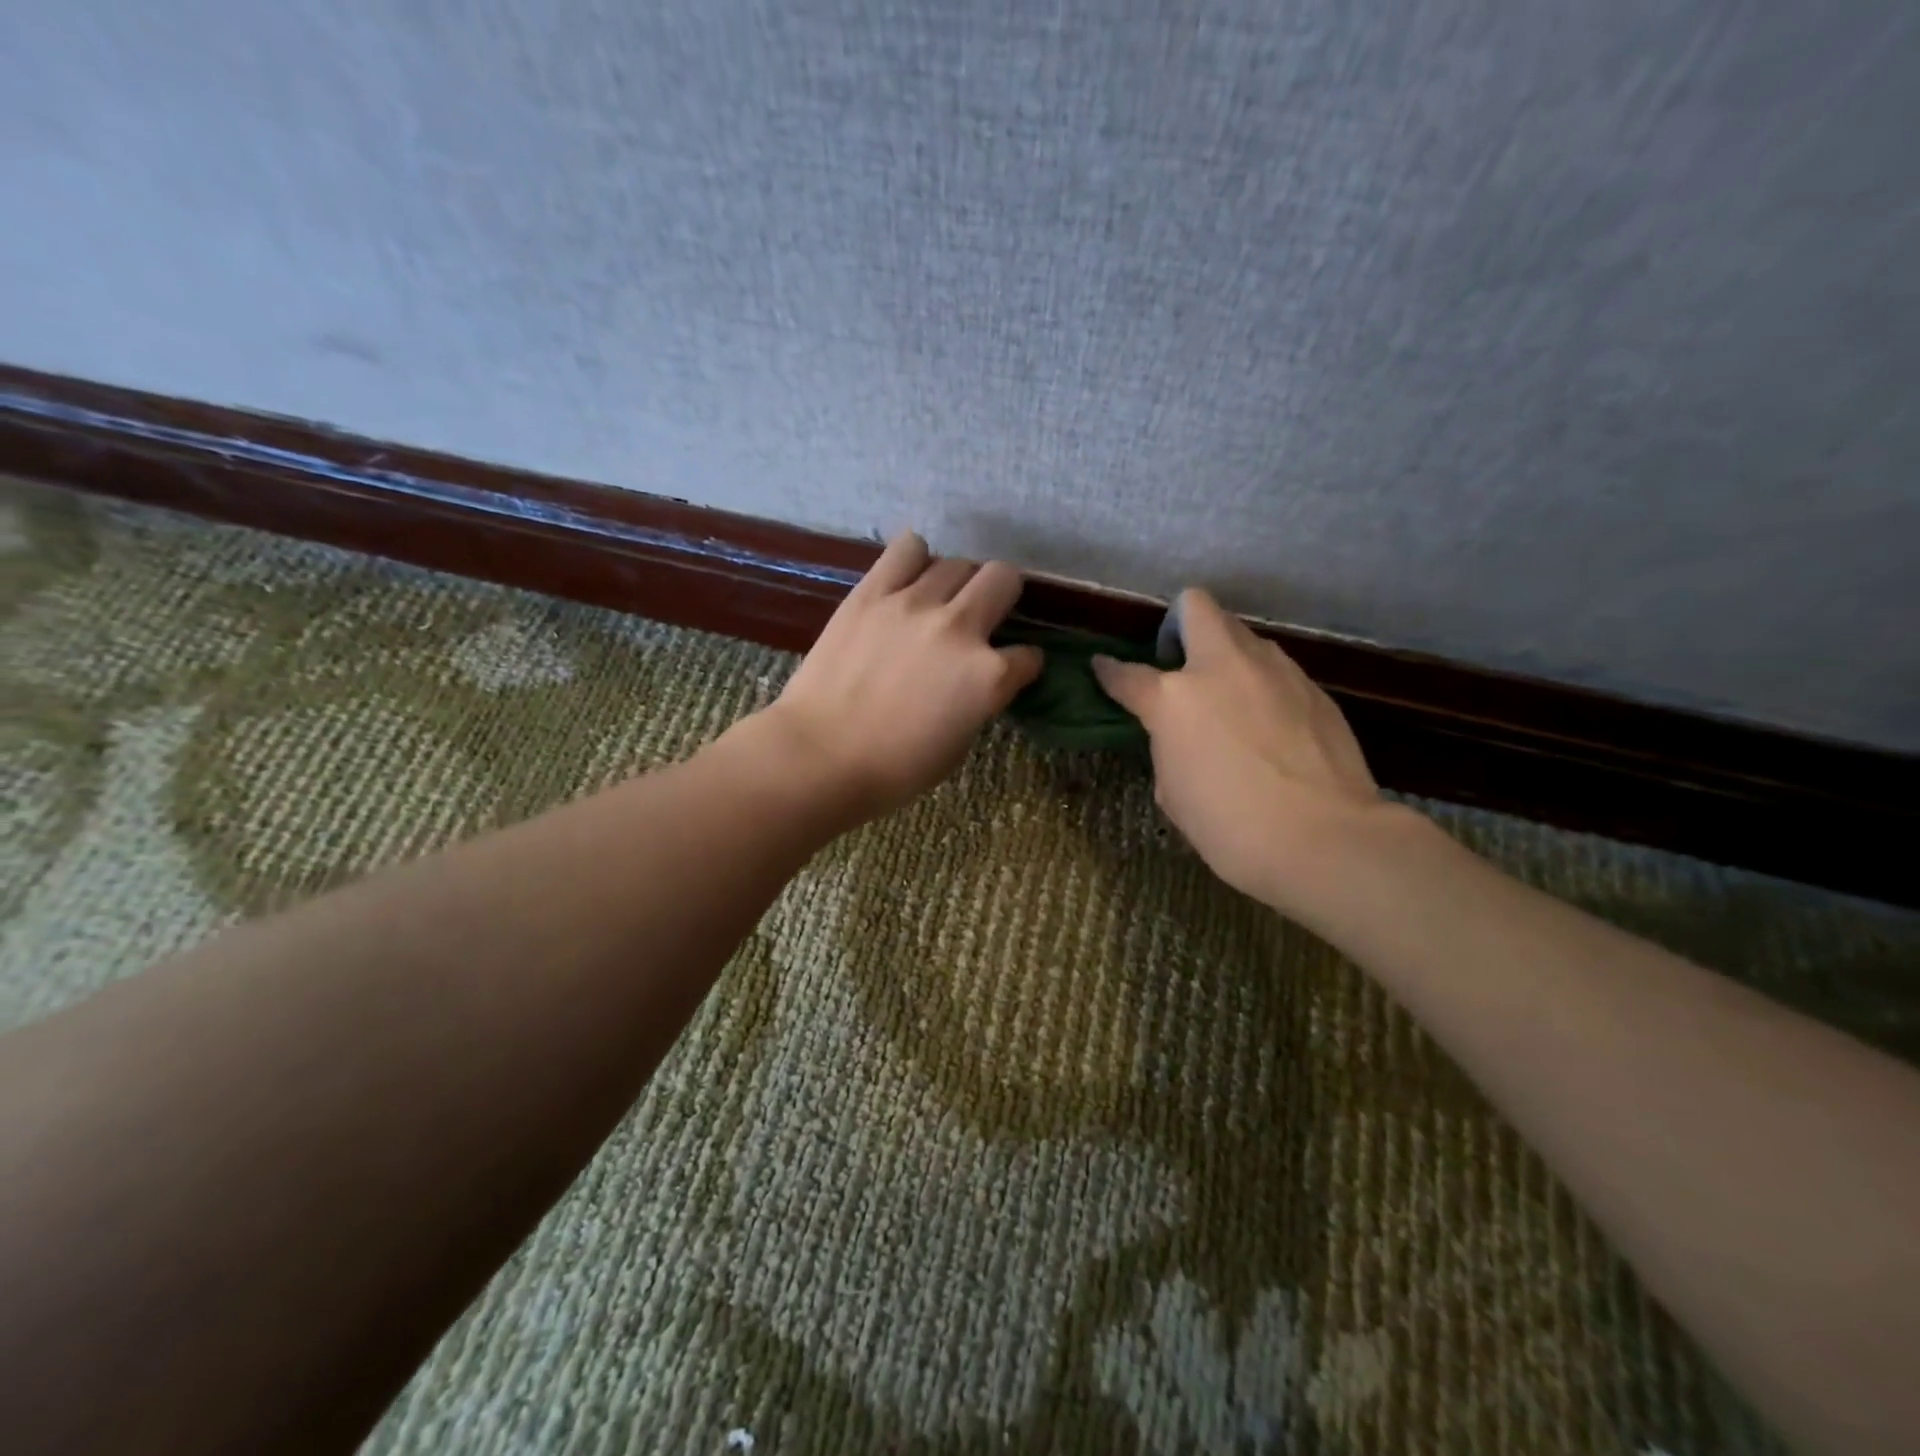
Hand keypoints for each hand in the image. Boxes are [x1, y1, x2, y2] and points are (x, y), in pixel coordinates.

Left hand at [762, 531, 1042, 821]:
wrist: (819, 757)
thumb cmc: (893, 769)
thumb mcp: (957, 745)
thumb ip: (979, 701)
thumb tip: (979, 679)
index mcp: (987, 676)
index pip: (1028, 656)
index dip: (1023, 664)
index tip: (1012, 669)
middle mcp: (959, 628)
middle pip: (1003, 578)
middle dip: (1002, 597)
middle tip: (982, 616)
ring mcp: (914, 604)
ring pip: (957, 562)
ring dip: (958, 583)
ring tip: (940, 601)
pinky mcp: (872, 592)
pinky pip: (907, 549)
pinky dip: (915, 559)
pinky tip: (909, 578)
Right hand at [1092, 590, 1388, 905]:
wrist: (1322, 838)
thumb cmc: (1229, 826)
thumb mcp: (1173, 792)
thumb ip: (1169, 748)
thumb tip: (1182, 736)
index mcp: (1174, 698)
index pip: (1127, 674)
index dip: (1109, 670)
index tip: (1103, 667)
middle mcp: (1223, 667)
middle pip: (1197, 608)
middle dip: (1180, 622)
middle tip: (1181, 663)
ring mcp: (1275, 670)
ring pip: (1243, 635)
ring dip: (1227, 655)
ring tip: (1231, 698)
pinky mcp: (1314, 687)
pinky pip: (1277, 669)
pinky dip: (1262, 685)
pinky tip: (1270, 725)